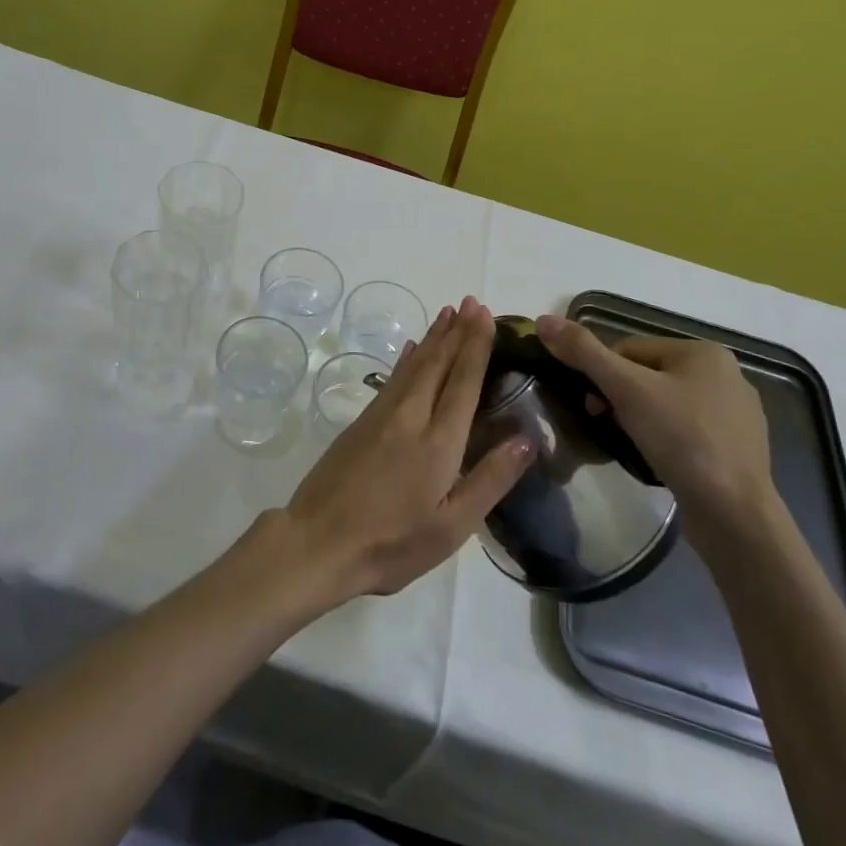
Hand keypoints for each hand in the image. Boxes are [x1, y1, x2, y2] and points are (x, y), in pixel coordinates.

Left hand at [283, 297, 533, 603]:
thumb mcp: (452, 527)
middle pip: (438, 363)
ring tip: (448, 313)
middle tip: (473, 302)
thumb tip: (527, 438)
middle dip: (457, 331)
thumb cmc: (392, 543)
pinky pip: (393, 378)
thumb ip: (490, 480)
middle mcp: (410, 416)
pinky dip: (407, 358)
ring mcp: (381, 416)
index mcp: (438, 441)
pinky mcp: (361, 422)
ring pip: (413, 365)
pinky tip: (412, 348)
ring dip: (434, 337)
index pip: (463, 381)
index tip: (486, 315)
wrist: (318, 542)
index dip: (476, 346)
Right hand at [534, 315, 774, 538]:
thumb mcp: (625, 389)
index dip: (603, 375)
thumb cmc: (681, 439)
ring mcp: (737, 414)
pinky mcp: (739, 449)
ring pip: (667, 404)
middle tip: (608, 427)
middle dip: (622, 399)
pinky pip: (688, 431)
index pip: (631, 349)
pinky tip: (660, 461)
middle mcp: (727, 374)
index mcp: (704, 351)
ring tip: (632, 447)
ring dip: (642, 420)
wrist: (735, 514)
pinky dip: (667, 441)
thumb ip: (583, 352)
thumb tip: (543, 320)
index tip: (594, 407)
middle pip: (648, 375)